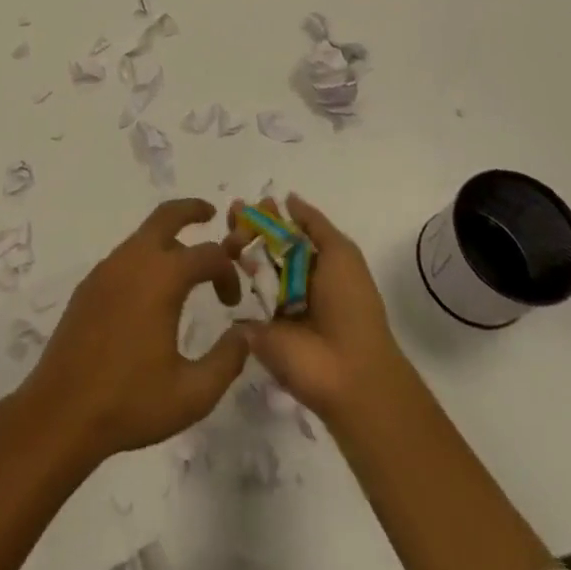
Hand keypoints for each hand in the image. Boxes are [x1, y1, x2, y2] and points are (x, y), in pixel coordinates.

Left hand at [20, 198, 247, 462]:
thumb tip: (245, 333)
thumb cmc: (131, 402)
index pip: (208, 255)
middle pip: (166, 215)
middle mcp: (133, 260)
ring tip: (186, 266)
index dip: (228, 272)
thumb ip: (226, 360)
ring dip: (168, 240)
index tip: (232, 304)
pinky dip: (145, 258)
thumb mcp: (192, 393)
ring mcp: (106, 269)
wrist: (62, 411)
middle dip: (191, 210)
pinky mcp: (89, 284)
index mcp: (162, 278)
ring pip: (143, 236)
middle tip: (210, 214)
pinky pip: (125, 257)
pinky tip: (150, 292)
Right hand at [224, 193, 411, 424]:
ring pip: (249, 267)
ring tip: (230, 238)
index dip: (268, 216)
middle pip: (264, 246)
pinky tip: (221, 260)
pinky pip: (238, 298)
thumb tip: (288, 198)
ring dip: (237, 247)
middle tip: (233, 215)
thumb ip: (314, 224)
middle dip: (247, 226)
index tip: (251, 203)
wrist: (348, 371)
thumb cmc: (350, 305)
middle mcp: (294, 282)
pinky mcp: (256, 328)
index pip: (286, 232)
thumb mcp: (341, 253)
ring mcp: (273, 306)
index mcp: (316, 264)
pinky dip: (228, 279)